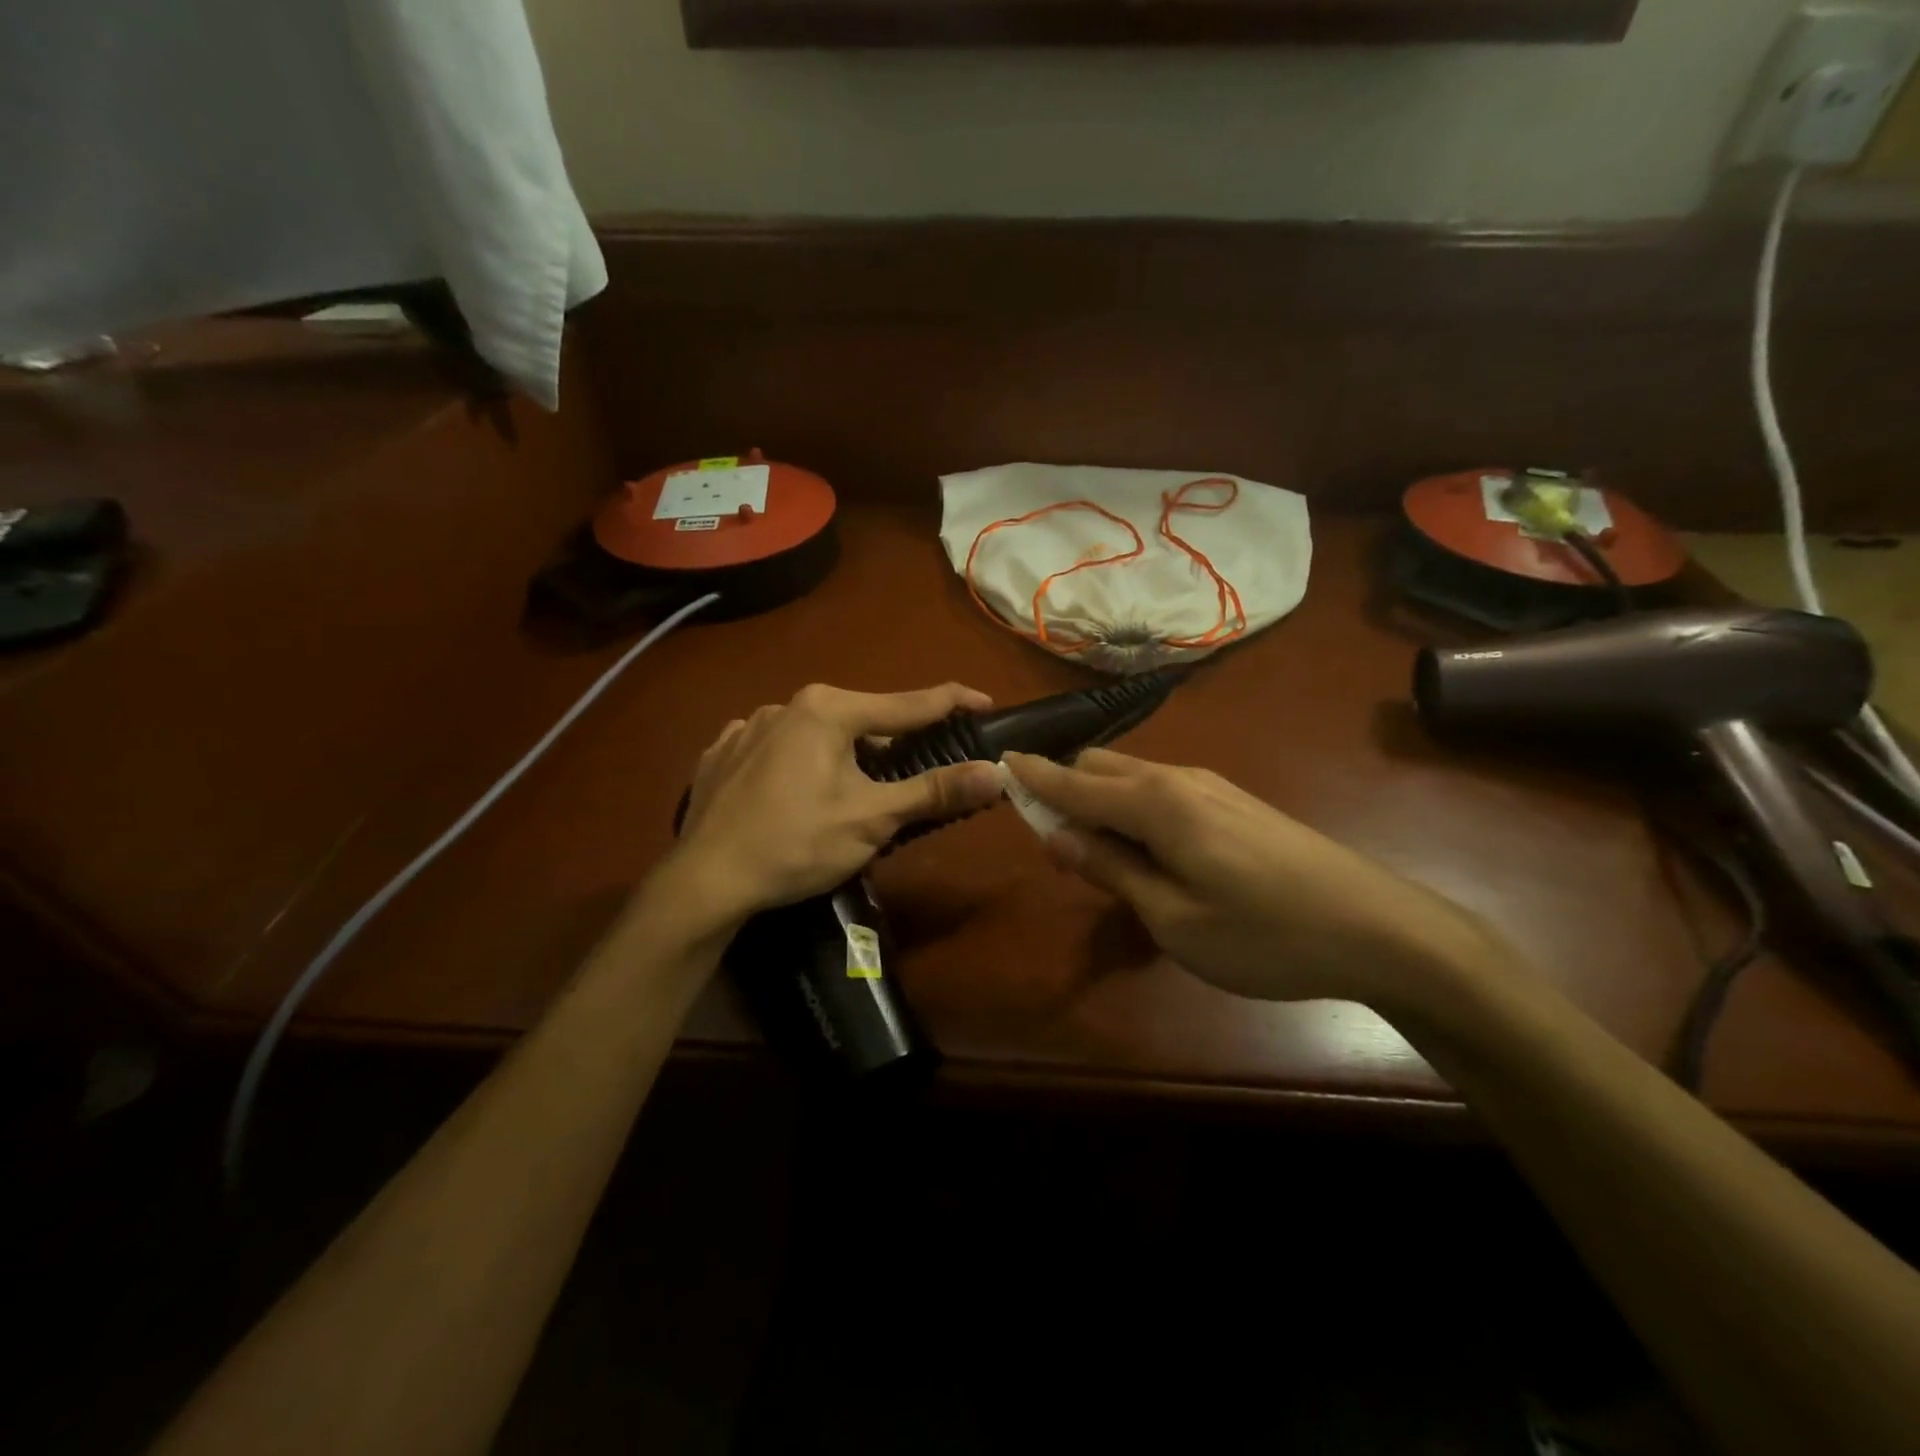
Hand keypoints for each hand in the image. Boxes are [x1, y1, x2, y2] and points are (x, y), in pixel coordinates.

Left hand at [668, 683, 1004, 927]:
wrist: (704, 881)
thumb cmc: (797, 844)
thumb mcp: (873, 819)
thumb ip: (934, 791)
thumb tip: (997, 772)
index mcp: (827, 710)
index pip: (907, 703)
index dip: (952, 703)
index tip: (985, 702)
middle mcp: (786, 704)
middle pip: (860, 720)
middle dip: (889, 745)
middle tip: (908, 778)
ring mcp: (747, 726)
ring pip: (816, 734)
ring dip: (841, 756)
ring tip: (846, 796)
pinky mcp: (722, 752)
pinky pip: (777, 749)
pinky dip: (798, 765)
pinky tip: (793, 795)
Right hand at [1002, 749, 1507, 1010]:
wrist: (1378, 928)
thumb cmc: (1263, 933)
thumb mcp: (1172, 916)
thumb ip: (1110, 868)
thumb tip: (1056, 834)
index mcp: (1155, 802)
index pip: (1074, 781)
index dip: (1032, 778)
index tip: (997, 769)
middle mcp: (1179, 778)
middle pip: (1101, 767)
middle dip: (1068, 792)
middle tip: (1059, 848)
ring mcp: (1212, 786)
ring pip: (1134, 777)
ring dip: (1103, 803)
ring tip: (1103, 859)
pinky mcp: (1234, 803)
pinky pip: (1164, 792)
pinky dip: (1136, 811)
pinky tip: (1151, 855)